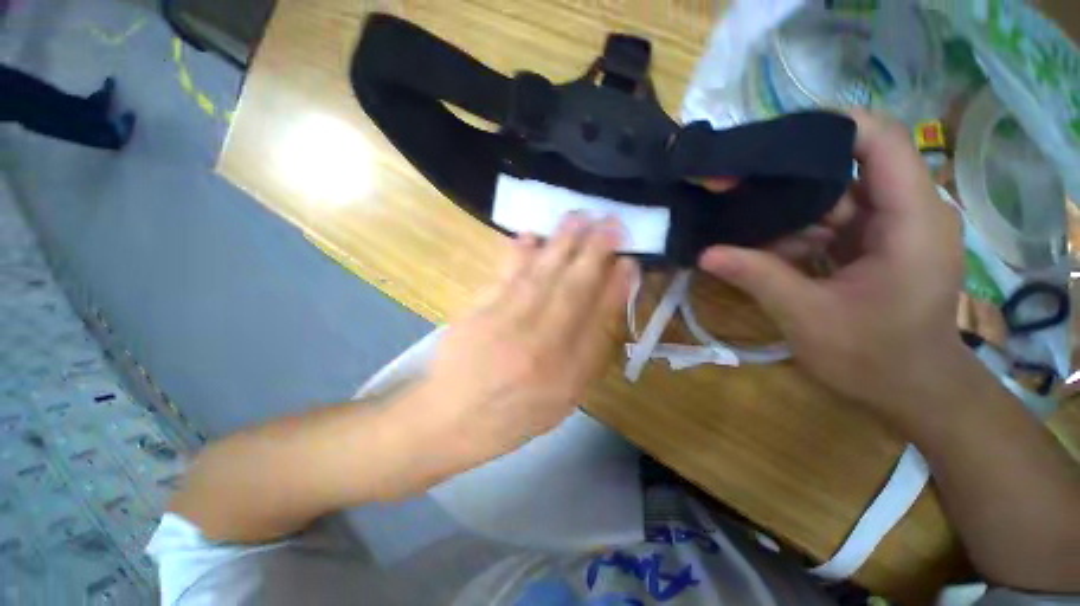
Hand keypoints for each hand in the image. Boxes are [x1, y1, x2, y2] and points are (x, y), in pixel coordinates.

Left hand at [407, 215, 636, 473]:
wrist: (451, 419)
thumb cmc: (514, 414)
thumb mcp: (562, 399)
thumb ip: (586, 357)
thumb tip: (604, 311)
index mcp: (564, 374)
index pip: (597, 320)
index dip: (615, 287)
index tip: (629, 261)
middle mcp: (538, 345)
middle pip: (572, 289)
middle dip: (594, 252)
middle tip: (611, 222)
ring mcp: (505, 325)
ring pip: (540, 276)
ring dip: (561, 243)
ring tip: (578, 217)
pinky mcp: (478, 312)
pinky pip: (503, 277)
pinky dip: (518, 254)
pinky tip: (530, 236)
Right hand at [699, 110, 965, 421]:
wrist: (914, 390)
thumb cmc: (874, 358)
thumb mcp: (808, 316)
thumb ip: (758, 277)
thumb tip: (706, 254)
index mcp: (910, 219)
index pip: (879, 139)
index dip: (827, 126)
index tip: (771, 140)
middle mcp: (908, 211)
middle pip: (848, 166)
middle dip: (791, 175)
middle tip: (737, 186)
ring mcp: (892, 228)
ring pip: (834, 196)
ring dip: (789, 211)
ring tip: (743, 226)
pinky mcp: (877, 244)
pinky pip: (833, 222)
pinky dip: (799, 232)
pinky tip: (766, 250)